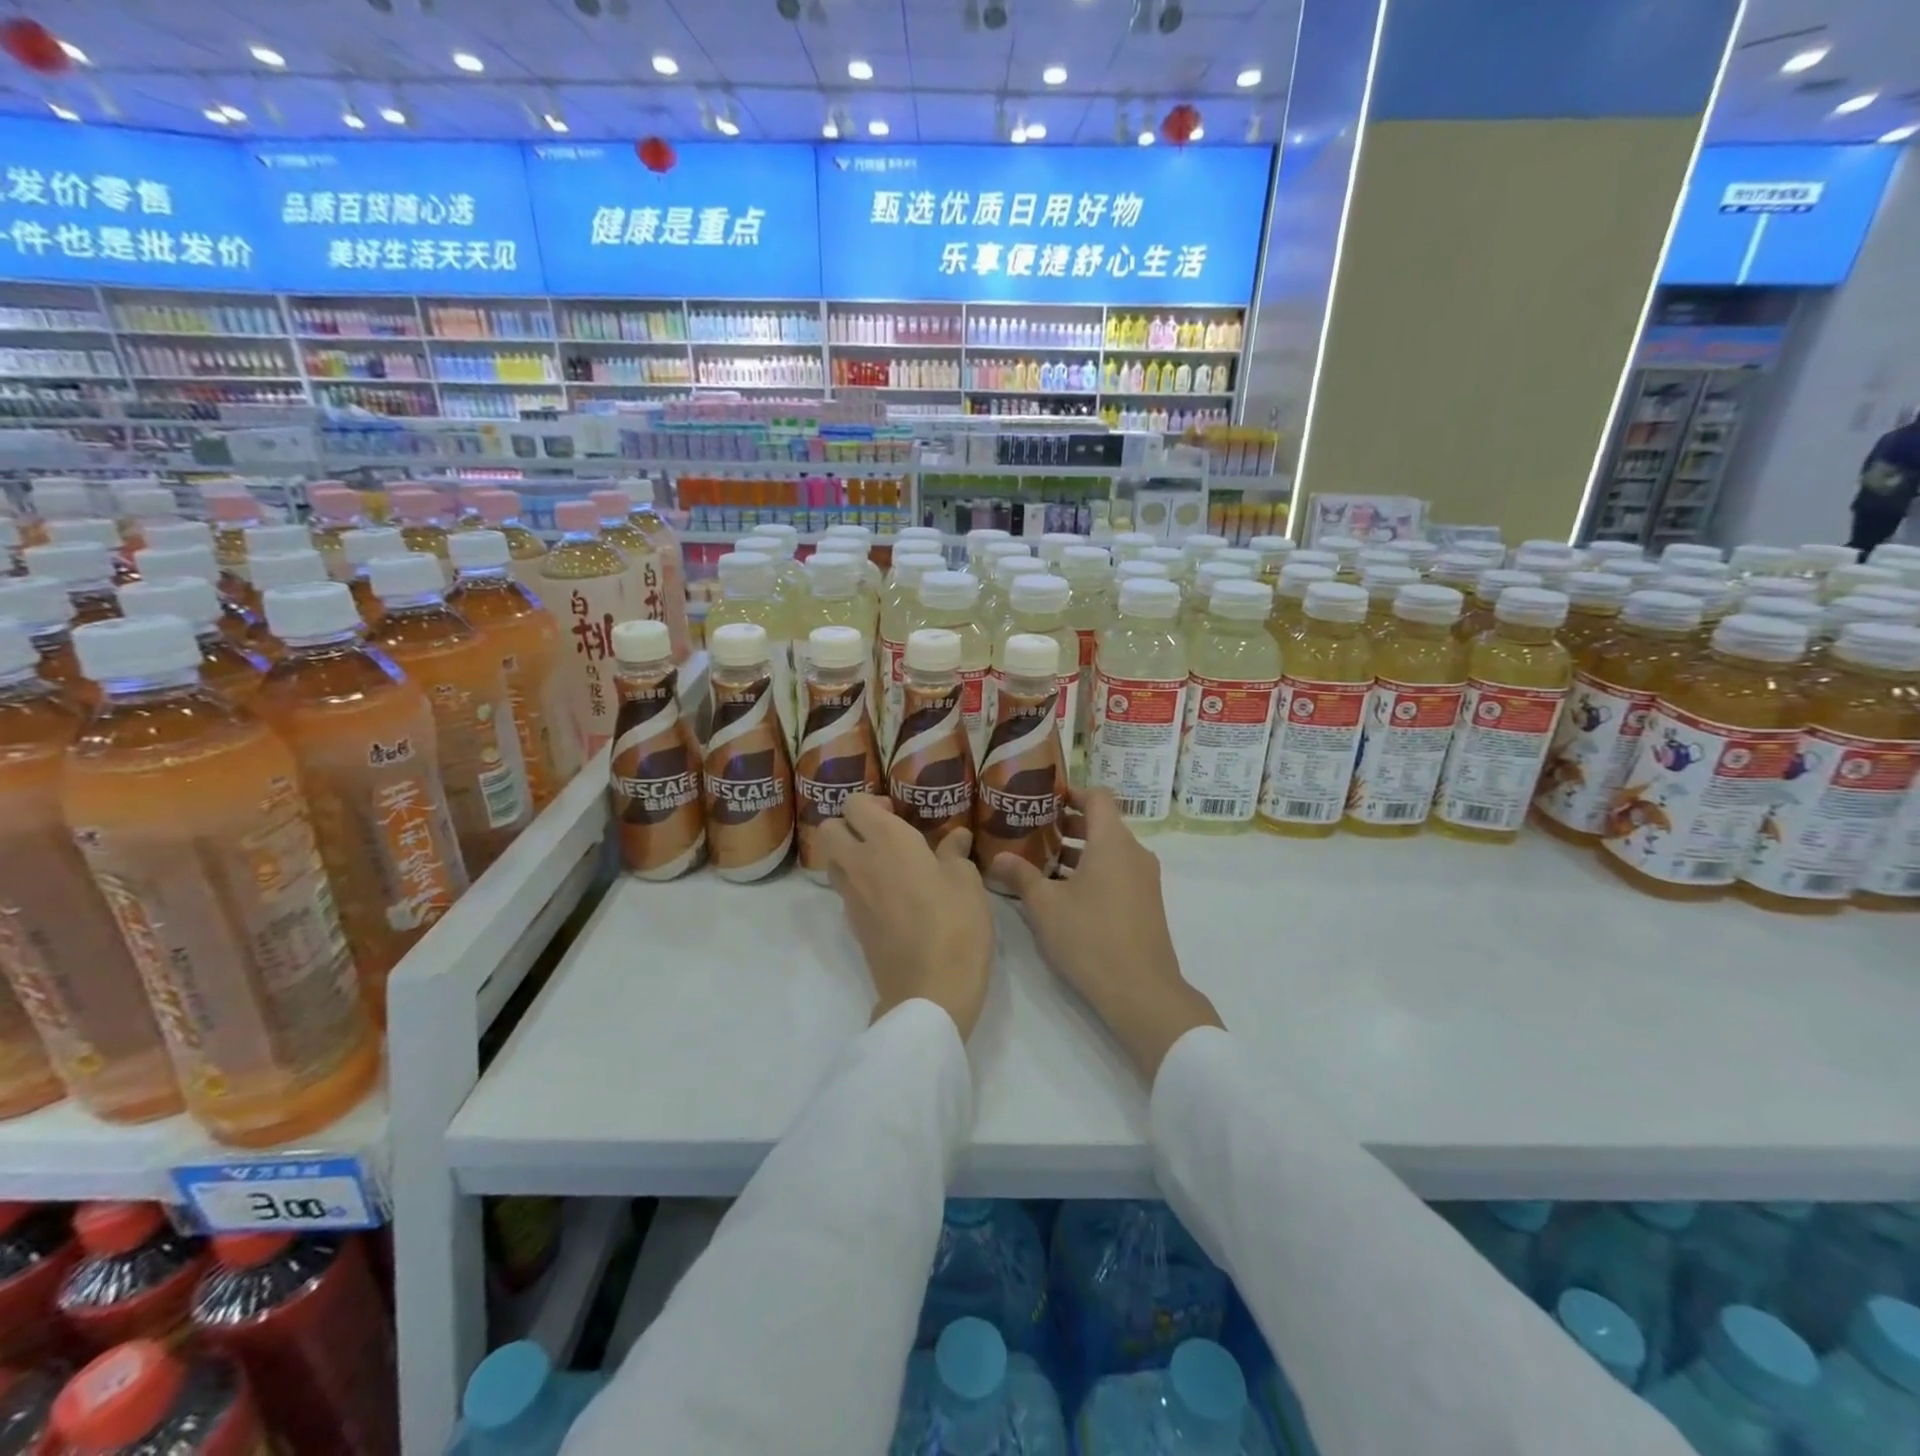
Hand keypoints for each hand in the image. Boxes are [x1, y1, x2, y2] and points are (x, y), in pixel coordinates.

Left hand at [817, 794, 995, 1040]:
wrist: (929, 992)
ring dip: (851, 854)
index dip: (872, 802)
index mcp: (887, 842)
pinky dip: (859, 883)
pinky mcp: (853, 925)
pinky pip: (846, 890)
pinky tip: (892, 895)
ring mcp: (851, 897)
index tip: (897, 812)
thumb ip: (955, 854)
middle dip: (850, 825)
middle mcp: (859, 863)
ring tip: (888, 864)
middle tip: (885, 835)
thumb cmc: (954, 925)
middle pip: (830, 828)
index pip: (854, 804)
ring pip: (833, 860)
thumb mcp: (967, 882)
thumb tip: (956, 837)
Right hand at [992, 787, 1221, 1080]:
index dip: (1071, 792)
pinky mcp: (1146, 902)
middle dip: (1067, 825)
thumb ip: (1020, 875)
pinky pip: (1117, 871)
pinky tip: (1063, 893)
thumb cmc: (1090, 937)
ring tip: (1040, 863)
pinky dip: (1092, 871)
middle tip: (1032, 831)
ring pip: (1108, 850)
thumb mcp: (1045, 906)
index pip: (1097, 796)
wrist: (1141, 990)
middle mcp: (1133, 852)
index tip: (1044, 799)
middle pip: (1102, 823)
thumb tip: (996, 858)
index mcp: (1112, 841)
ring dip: (1077, 851)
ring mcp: (1144, 878)